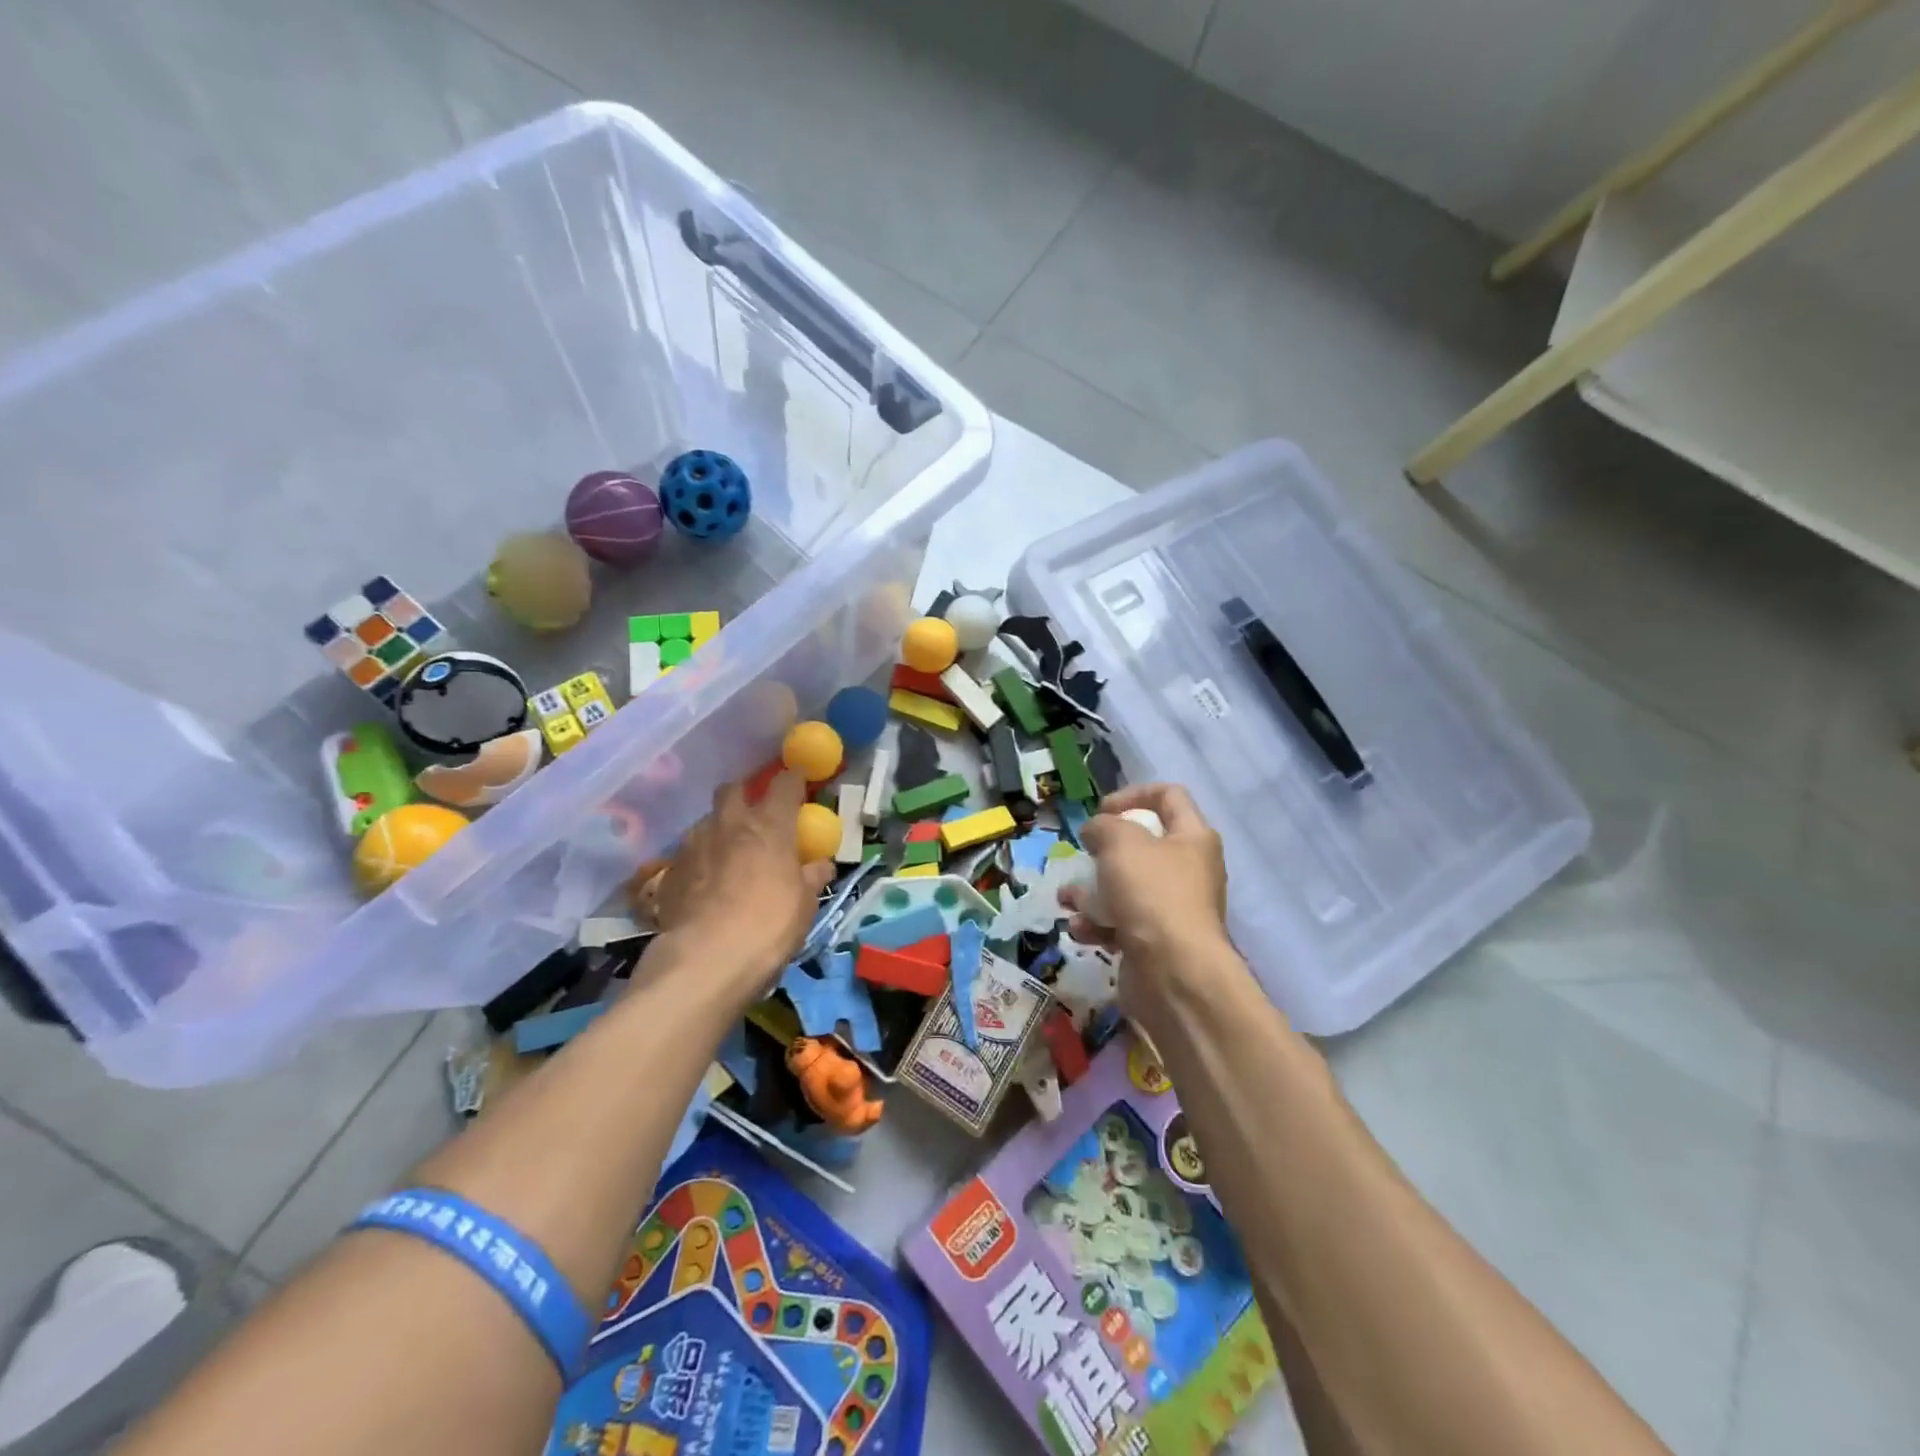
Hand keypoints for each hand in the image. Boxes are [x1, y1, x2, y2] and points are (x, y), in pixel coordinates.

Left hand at [649, 770, 834, 987]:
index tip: (799, 783)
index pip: (785, 783)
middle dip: (745, 794)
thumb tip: (821, 864)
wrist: (706, 960)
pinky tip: (705, 884)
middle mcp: (729, 823)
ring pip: (707, 821)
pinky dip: (700, 861)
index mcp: (769, 824)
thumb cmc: (769, 925)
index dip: (793, 780)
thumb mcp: (805, 904)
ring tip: (728, 854)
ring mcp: (694, 844)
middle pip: (733, 789)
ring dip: (719, 829)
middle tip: (756, 815)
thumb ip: (812, 876)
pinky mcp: (669, 871)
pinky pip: (689, 854)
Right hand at [1061, 783, 1231, 1008]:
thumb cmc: (1151, 894)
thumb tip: (1096, 831)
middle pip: (1143, 845)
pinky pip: (1121, 922)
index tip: (1101, 811)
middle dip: (1105, 849)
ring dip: (1092, 891)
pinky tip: (1081, 930)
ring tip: (1067, 899)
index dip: (1133, 795)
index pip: (1168, 796)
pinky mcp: (1156, 941)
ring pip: (1125, 887)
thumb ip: (1103, 826)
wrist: (1174, 974)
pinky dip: (1099, 923)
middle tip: (1085, 854)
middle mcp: (1189, 870)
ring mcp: (1173, 908)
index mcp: (1193, 837)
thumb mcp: (1121, 843)